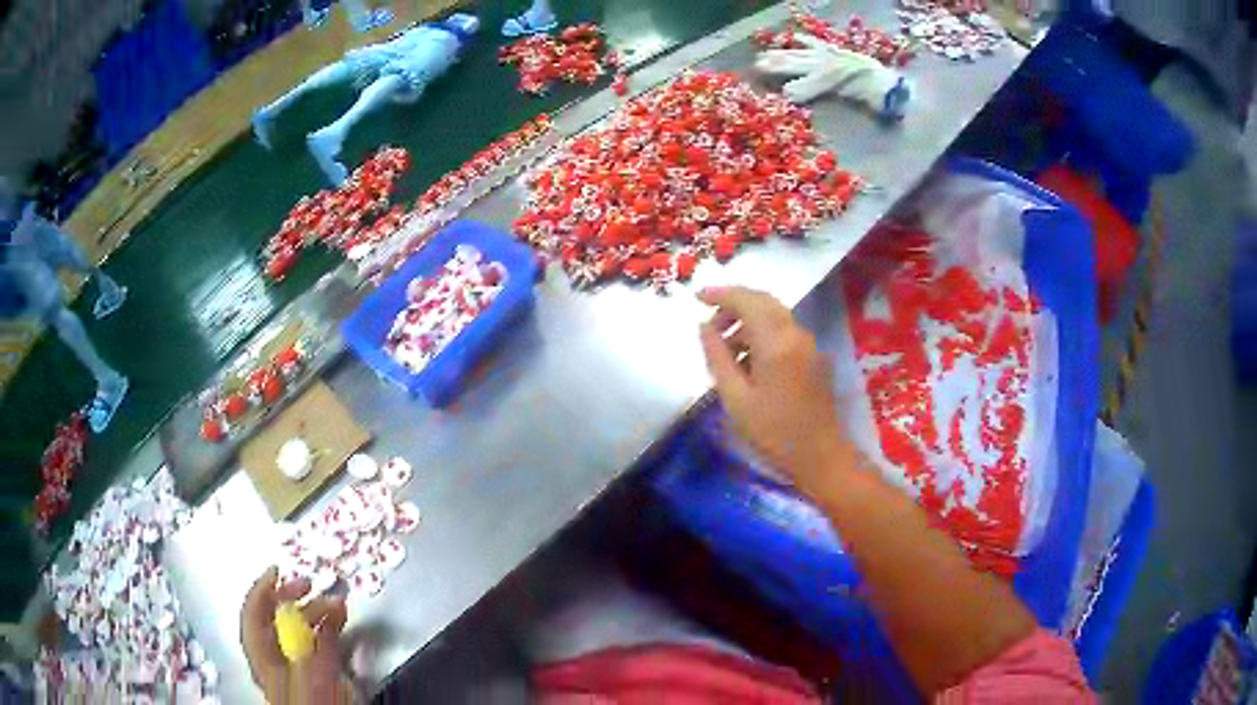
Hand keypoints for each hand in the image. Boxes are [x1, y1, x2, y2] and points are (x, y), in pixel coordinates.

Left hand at [241, 567, 354, 704]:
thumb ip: (319, 643)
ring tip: (337, 606)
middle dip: (293, 599)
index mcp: (263, 658)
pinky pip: (313, 648)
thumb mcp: (316, 677)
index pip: (252, 614)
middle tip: (312, 585)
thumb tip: (328, 608)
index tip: (278, 569)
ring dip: (315, 615)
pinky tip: (339, 627)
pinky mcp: (311, 681)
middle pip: (274, 620)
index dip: (262, 589)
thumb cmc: (316, 704)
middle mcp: (274, 661)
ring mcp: (292, 672)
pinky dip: (325, 633)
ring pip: (296, 633)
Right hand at [698, 286, 849, 486]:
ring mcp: (809, 344)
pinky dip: (763, 334)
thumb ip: (717, 357)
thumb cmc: (773, 432)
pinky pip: (785, 332)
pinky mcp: (815, 357)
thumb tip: (704, 327)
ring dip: (748, 322)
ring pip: (774, 316)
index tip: (697, 298)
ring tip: (725, 351)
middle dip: (734, 306)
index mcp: (776, 342)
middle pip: (763, 301)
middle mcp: (796, 334)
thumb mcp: (735, 399)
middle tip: (710, 326)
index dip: (719, 294)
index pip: (746, 300)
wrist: (821, 456)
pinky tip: (749, 363)